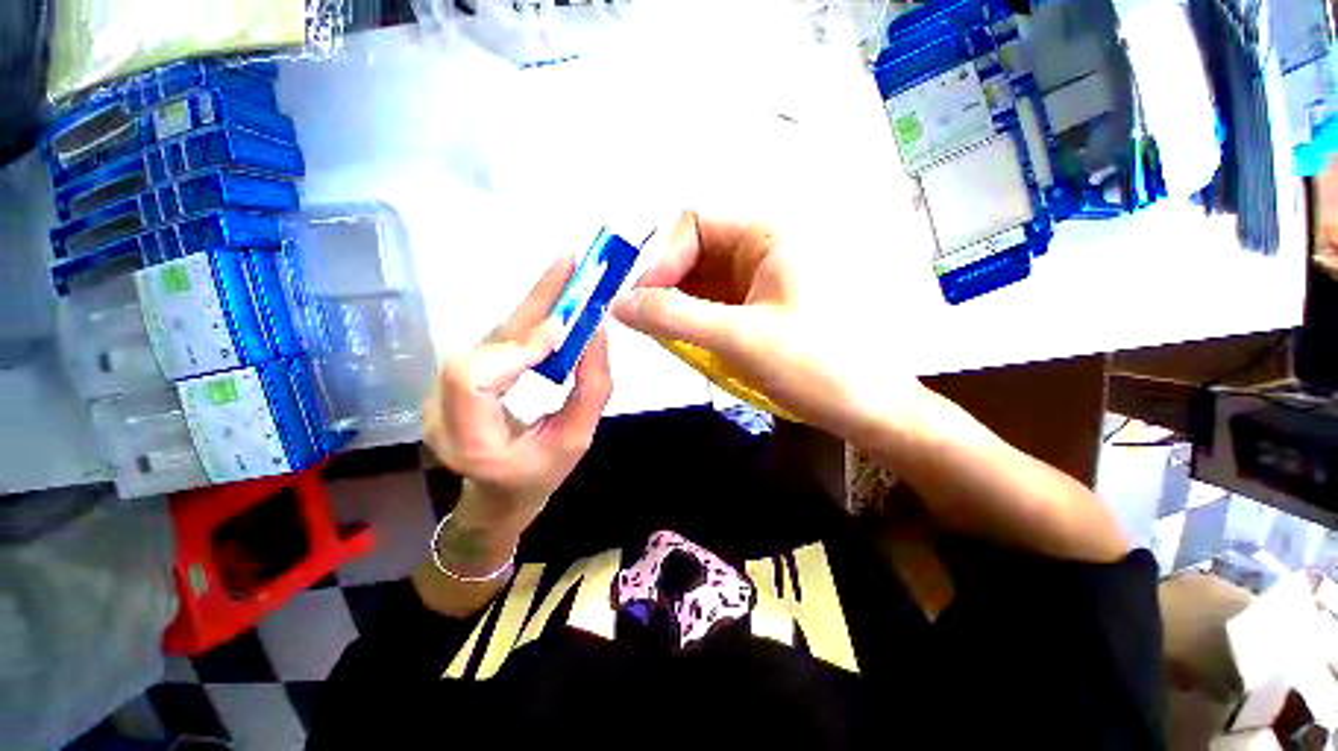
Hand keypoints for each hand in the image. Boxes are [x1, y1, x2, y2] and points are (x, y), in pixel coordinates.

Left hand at [423, 255, 612, 526]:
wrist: (500, 494)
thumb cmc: (540, 475)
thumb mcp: (576, 440)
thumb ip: (591, 389)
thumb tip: (597, 332)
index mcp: (470, 441)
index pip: (476, 380)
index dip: (517, 349)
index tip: (564, 326)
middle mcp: (444, 411)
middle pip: (480, 346)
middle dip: (531, 305)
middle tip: (568, 265)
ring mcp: (443, 393)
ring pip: (489, 337)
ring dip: (531, 305)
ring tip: (565, 274)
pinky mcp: (458, 378)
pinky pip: (494, 341)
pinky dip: (526, 319)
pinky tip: (549, 300)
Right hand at [613, 211, 927, 441]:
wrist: (866, 409)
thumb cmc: (813, 367)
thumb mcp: (737, 339)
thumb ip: (672, 318)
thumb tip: (619, 304)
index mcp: (768, 236)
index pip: (694, 223)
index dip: (660, 257)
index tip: (640, 301)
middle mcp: (762, 249)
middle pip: (694, 250)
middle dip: (665, 284)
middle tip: (645, 322)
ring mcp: (760, 280)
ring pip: (700, 280)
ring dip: (676, 305)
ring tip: (663, 337)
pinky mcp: (758, 307)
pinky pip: (713, 303)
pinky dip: (692, 320)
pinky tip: (684, 342)